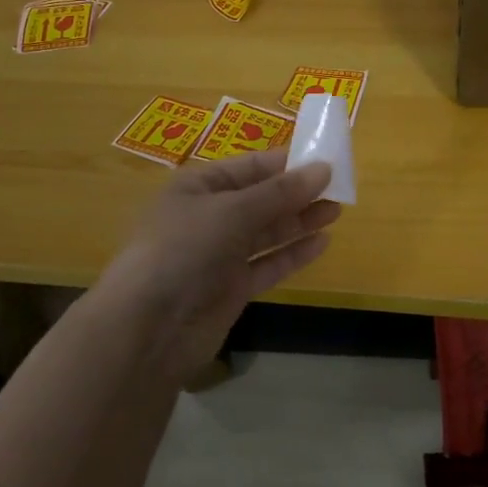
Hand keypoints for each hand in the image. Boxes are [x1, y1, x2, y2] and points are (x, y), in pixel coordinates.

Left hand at [96, 147, 341, 379]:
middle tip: (340, 186)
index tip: (324, 158)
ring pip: (267, 232)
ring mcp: (219, 255)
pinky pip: (268, 264)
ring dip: (300, 220)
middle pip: (261, 198)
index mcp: (198, 187)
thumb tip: (323, 169)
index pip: (248, 166)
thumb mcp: (232, 211)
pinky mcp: (230, 288)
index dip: (285, 162)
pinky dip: (293, 254)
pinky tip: (321, 242)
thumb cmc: (183, 249)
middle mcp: (209, 217)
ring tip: (337, 210)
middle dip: (297, 192)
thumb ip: (280, 193)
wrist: (148, 327)